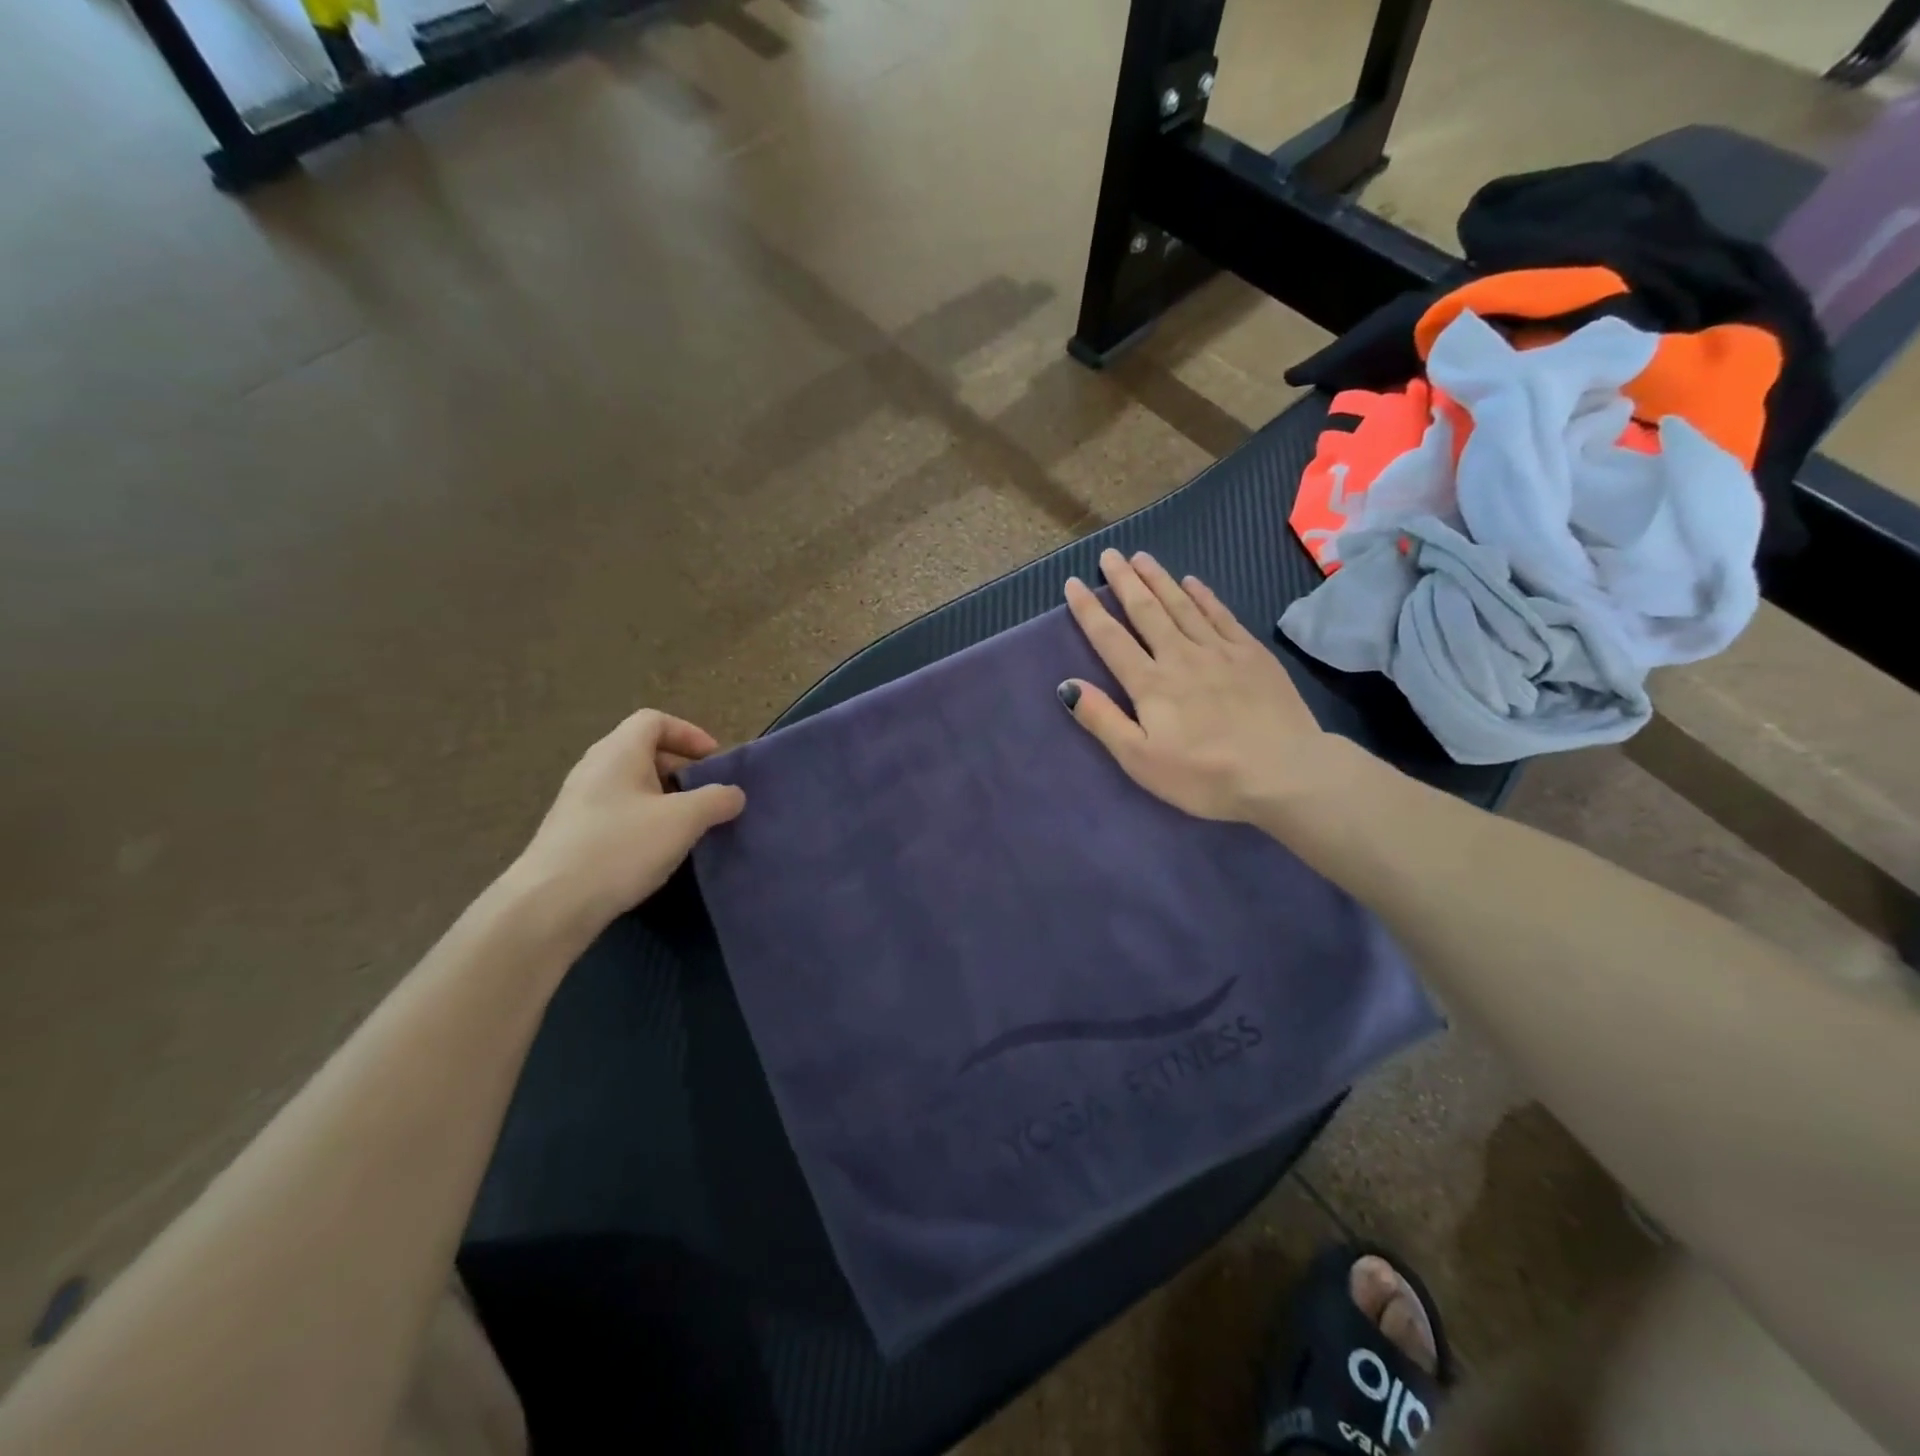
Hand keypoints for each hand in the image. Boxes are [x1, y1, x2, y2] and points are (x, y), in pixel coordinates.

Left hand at [509, 708, 744, 931]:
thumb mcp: (683, 820)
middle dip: (681, 769)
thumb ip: (716, 800)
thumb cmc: (621, 848)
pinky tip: (656, 850)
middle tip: (706, 796)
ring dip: (665, 798)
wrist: (550, 904)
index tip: (713, 761)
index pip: (655, 720)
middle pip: (644, 750)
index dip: (689, 733)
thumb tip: (733, 794)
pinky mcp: (574, 832)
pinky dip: (644, 819)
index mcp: (618, 752)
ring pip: (632, 784)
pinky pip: (618, 811)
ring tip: (687, 826)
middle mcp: (595, 767)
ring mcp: (580, 801)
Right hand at [1060, 550, 1339, 822]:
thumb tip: (1067, 685)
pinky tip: (1193, 582)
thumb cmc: (1204, 776)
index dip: (1089, 610)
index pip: (1111, 639)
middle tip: (1109, 554)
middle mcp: (1180, 656)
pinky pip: (1222, 615)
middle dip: (1124, 581)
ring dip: (1159, 579)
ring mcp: (1220, 651)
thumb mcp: (1140, 760)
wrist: (1284, 773)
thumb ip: (1103, 720)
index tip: (1074, 583)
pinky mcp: (1252, 655)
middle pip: (1146, 611)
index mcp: (1150, 684)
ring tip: (1142, 557)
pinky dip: (1204, 596)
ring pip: (1182, 606)